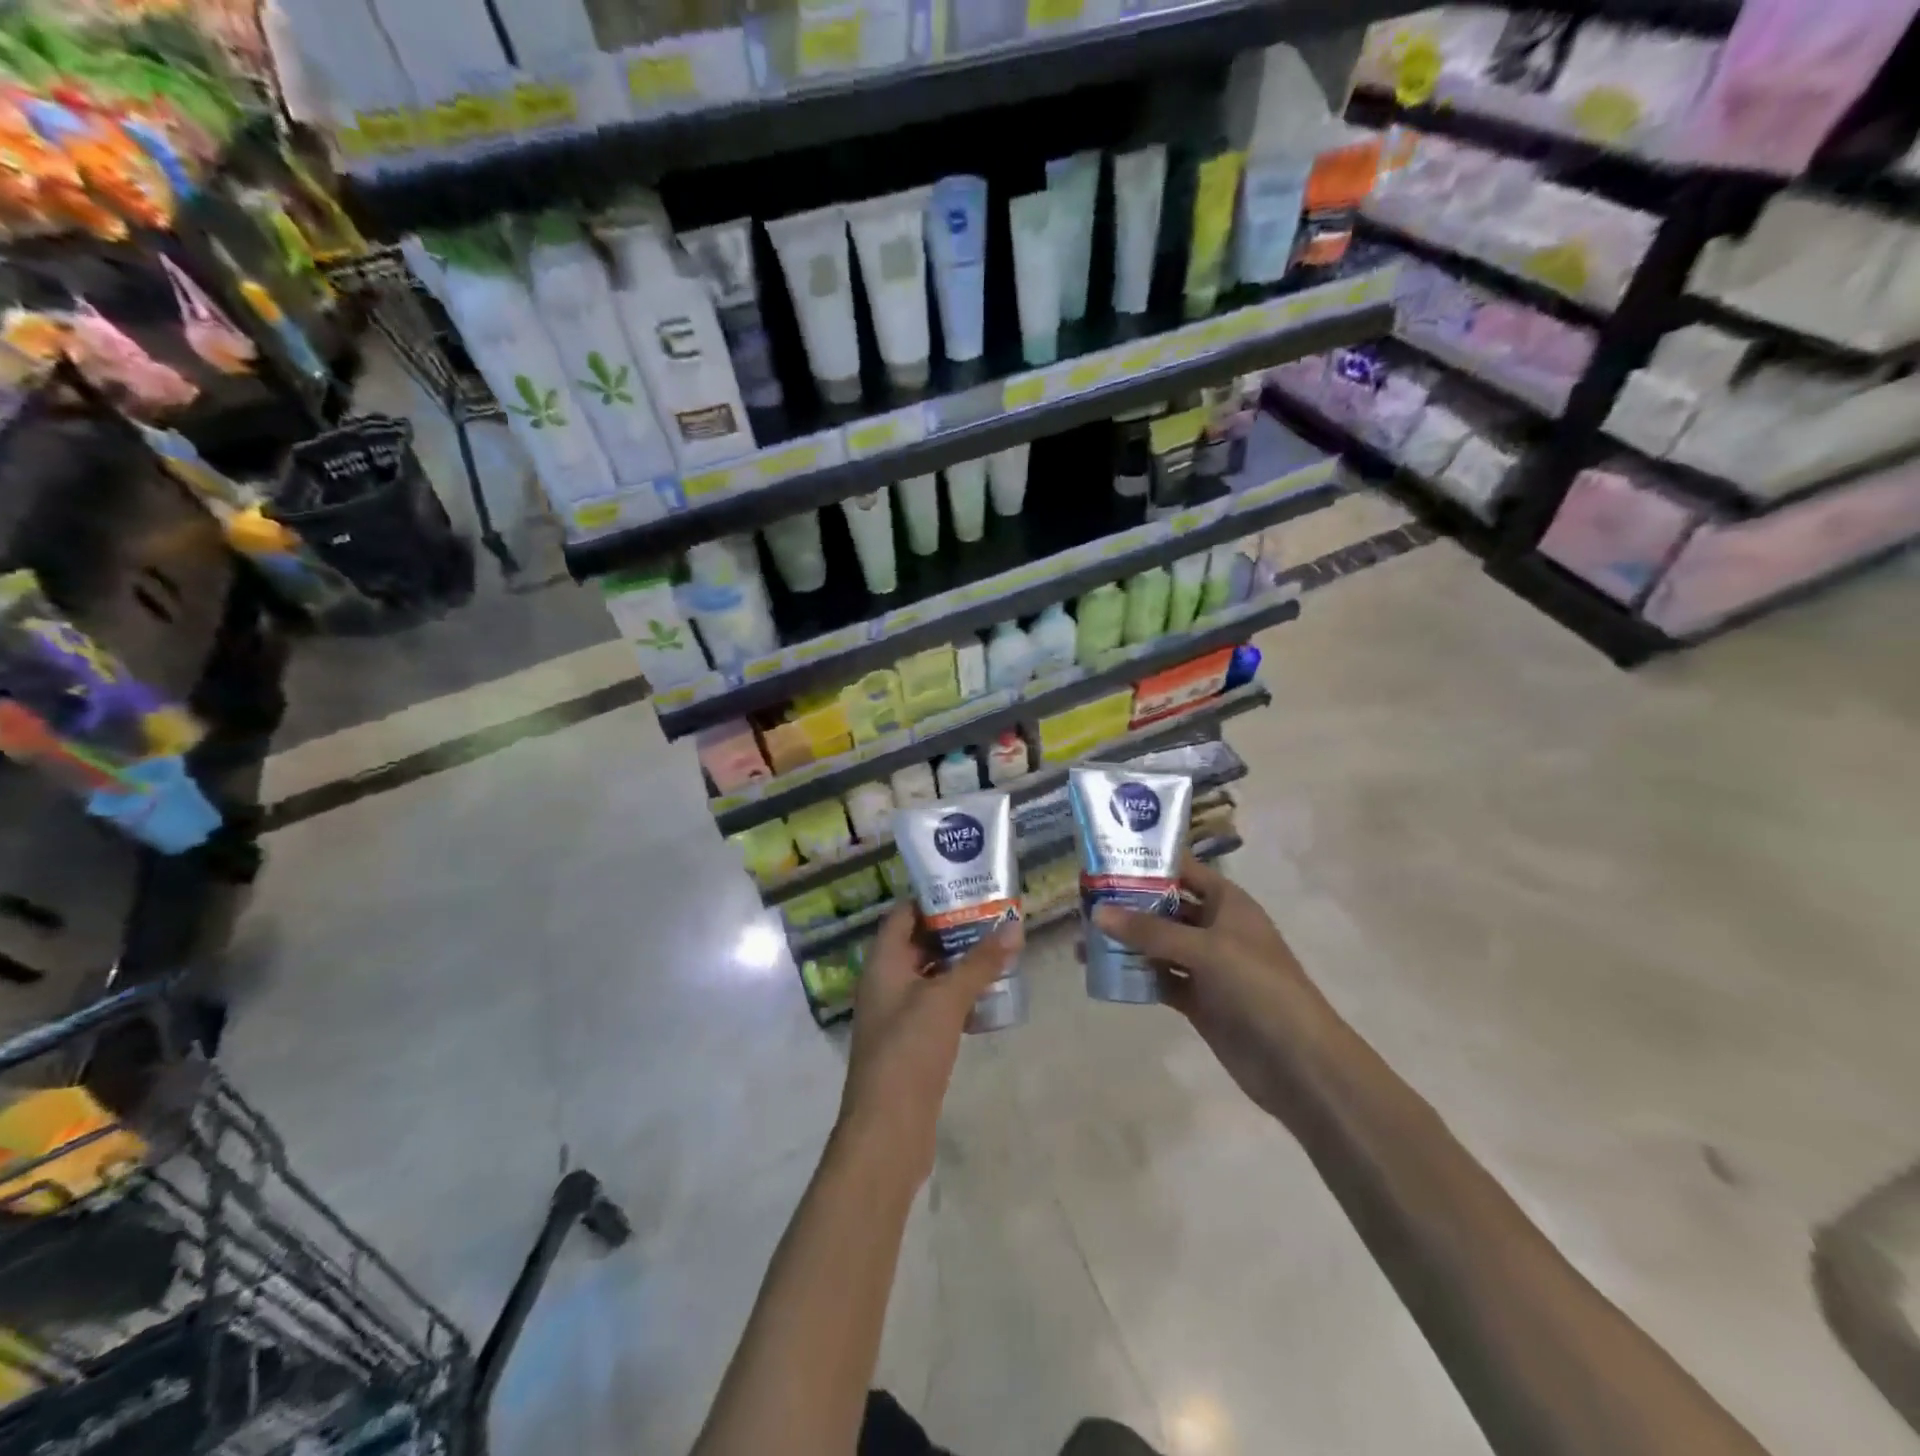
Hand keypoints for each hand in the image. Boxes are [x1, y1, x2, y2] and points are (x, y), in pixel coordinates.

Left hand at [837, 903, 1022, 1181]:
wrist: (888, 1131)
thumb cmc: (909, 1052)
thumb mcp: (946, 1000)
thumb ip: (980, 963)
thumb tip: (1014, 925)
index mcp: (882, 964)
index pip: (902, 915)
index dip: (931, 898)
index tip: (969, 889)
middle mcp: (885, 983)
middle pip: (917, 943)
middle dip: (953, 930)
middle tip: (993, 917)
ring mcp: (897, 1015)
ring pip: (929, 975)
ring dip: (959, 964)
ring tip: (998, 950)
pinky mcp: (911, 1042)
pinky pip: (935, 1006)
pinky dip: (958, 996)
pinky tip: (989, 996)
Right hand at [1092, 856, 1332, 1128]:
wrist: (1298, 1063)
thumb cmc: (1259, 987)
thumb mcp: (1205, 949)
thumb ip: (1150, 931)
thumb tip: (1097, 912)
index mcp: (1227, 903)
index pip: (1183, 870)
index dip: (1149, 862)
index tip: (1105, 859)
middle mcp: (1215, 928)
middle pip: (1165, 907)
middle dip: (1128, 904)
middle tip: (1083, 901)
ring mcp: (1206, 966)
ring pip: (1158, 945)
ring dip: (1126, 942)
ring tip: (1083, 940)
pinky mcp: (1198, 1000)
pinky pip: (1160, 979)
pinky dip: (1135, 976)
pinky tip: (1102, 973)